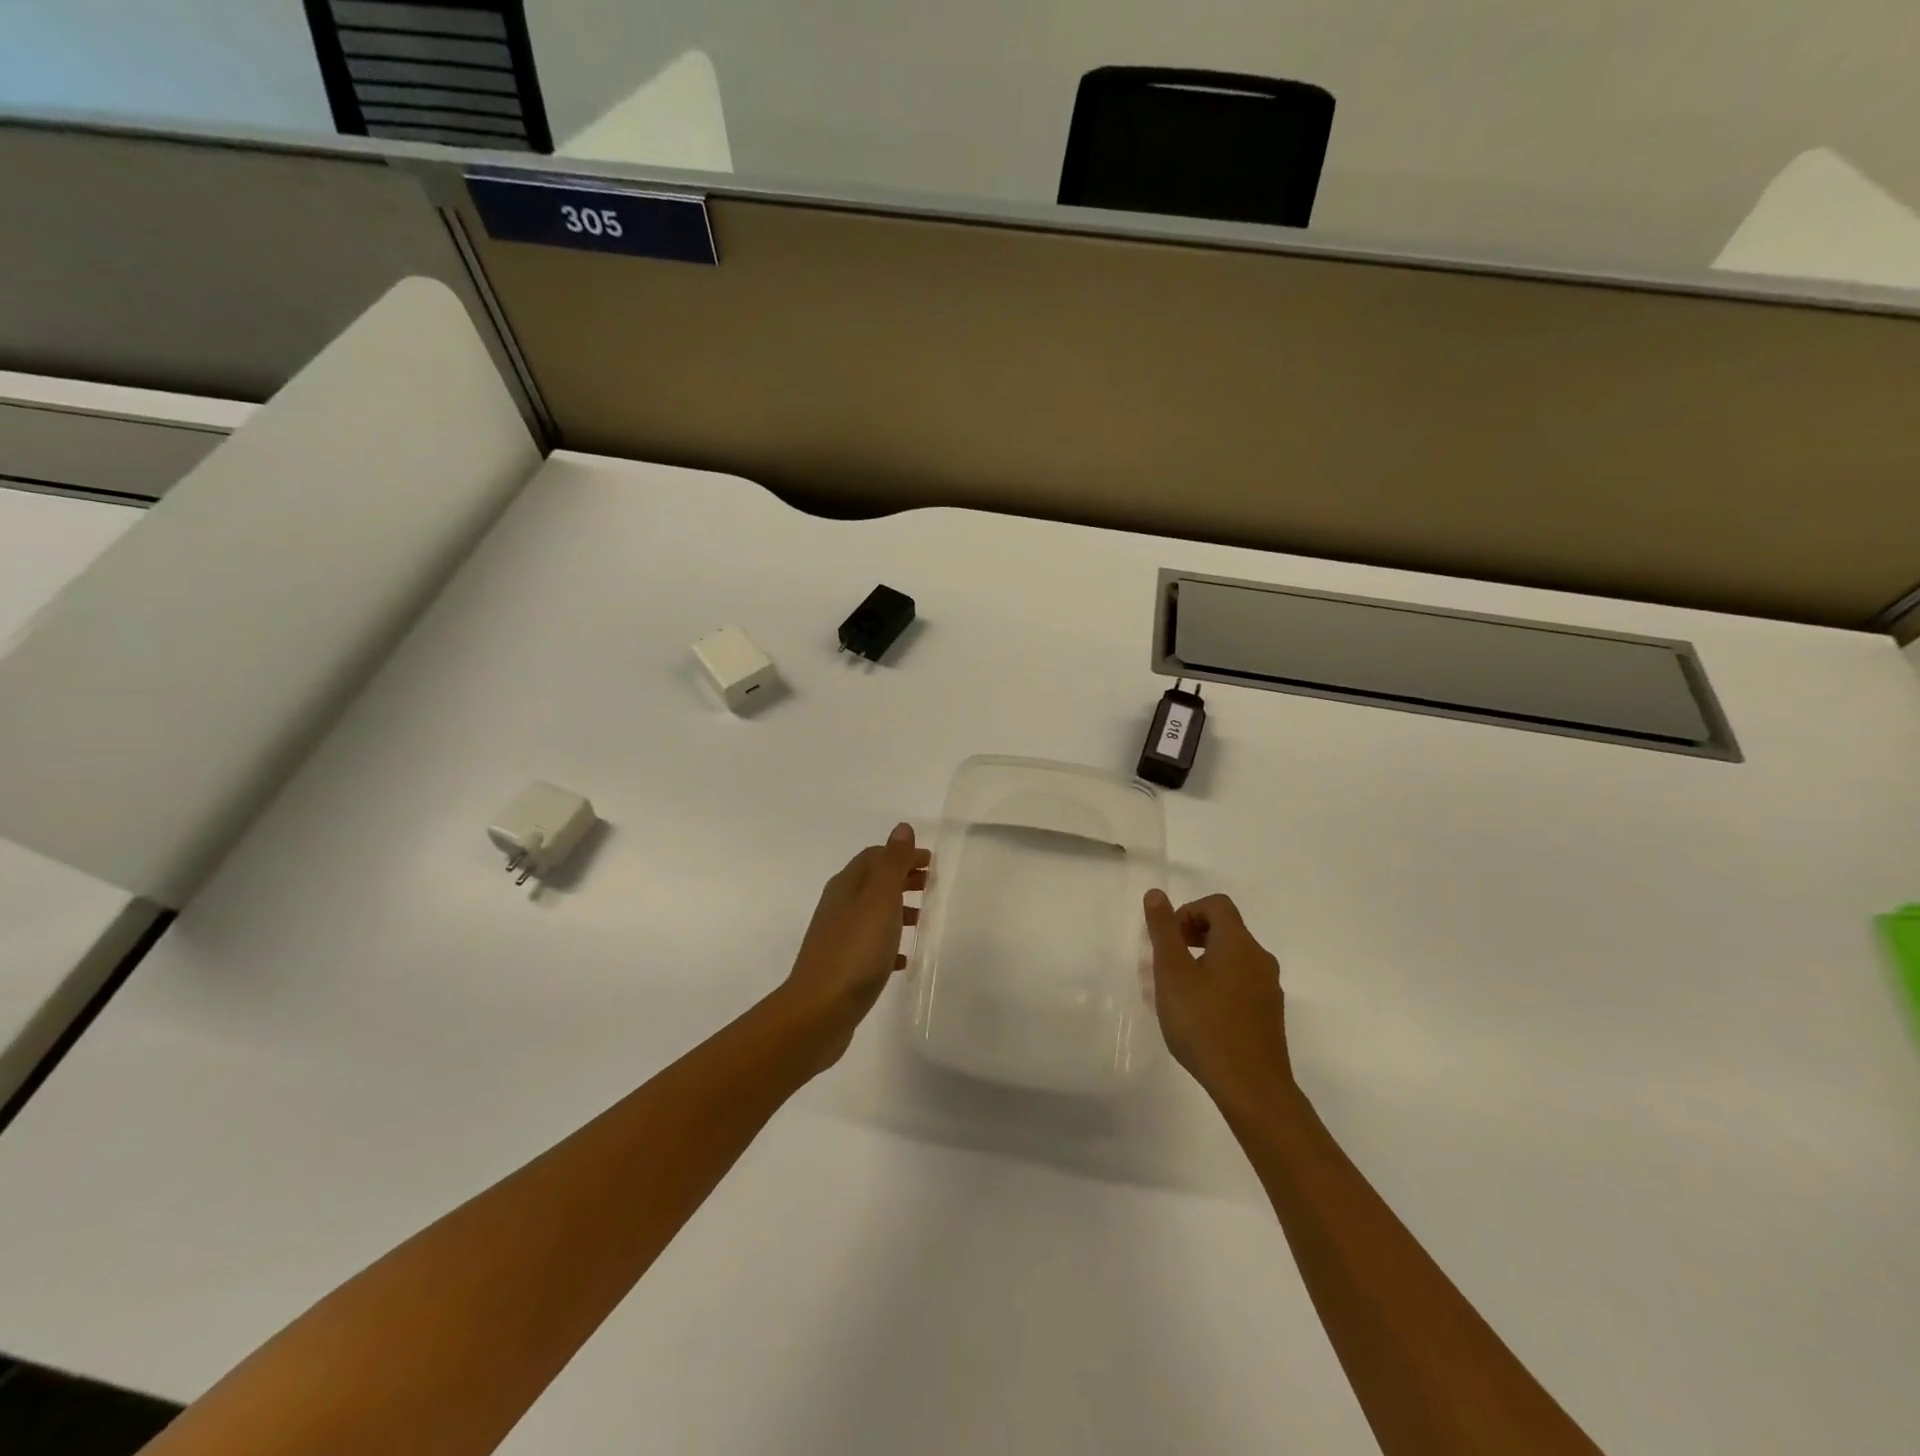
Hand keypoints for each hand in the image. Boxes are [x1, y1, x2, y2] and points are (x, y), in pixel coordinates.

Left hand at [776, 823, 929, 1069]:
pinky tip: (904, 960)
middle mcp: (839, 906)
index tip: (931, 862)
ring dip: (898, 910)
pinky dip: (890, 944)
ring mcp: (838, 938)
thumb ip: (893, 863)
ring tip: (924, 921)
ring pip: (873, 914)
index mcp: (847, 886)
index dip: (902, 855)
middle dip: (902, 879)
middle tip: (932, 886)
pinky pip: (870, 946)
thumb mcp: (879, 900)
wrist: (819, 1012)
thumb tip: (902, 828)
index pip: (875, 857)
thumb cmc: (855, 950)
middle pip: (873, 883)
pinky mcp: (842, 967)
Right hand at [1144, 890, 1291, 1112]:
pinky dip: (1218, 986)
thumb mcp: (1173, 973)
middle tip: (1168, 965)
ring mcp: (1269, 989)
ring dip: (1203, 963)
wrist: (1252, 1088)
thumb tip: (1157, 893)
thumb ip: (1164, 931)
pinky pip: (1240, 984)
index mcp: (1239, 943)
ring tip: (1179, 993)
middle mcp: (1260, 959)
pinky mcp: (1269, 1015)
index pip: (1216, 905)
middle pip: (1226, 929)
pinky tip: (1200, 1017)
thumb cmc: (1205, 1024)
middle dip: (1192, 937)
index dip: (1188, 912)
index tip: (1169, 940)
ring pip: (1232, 959)